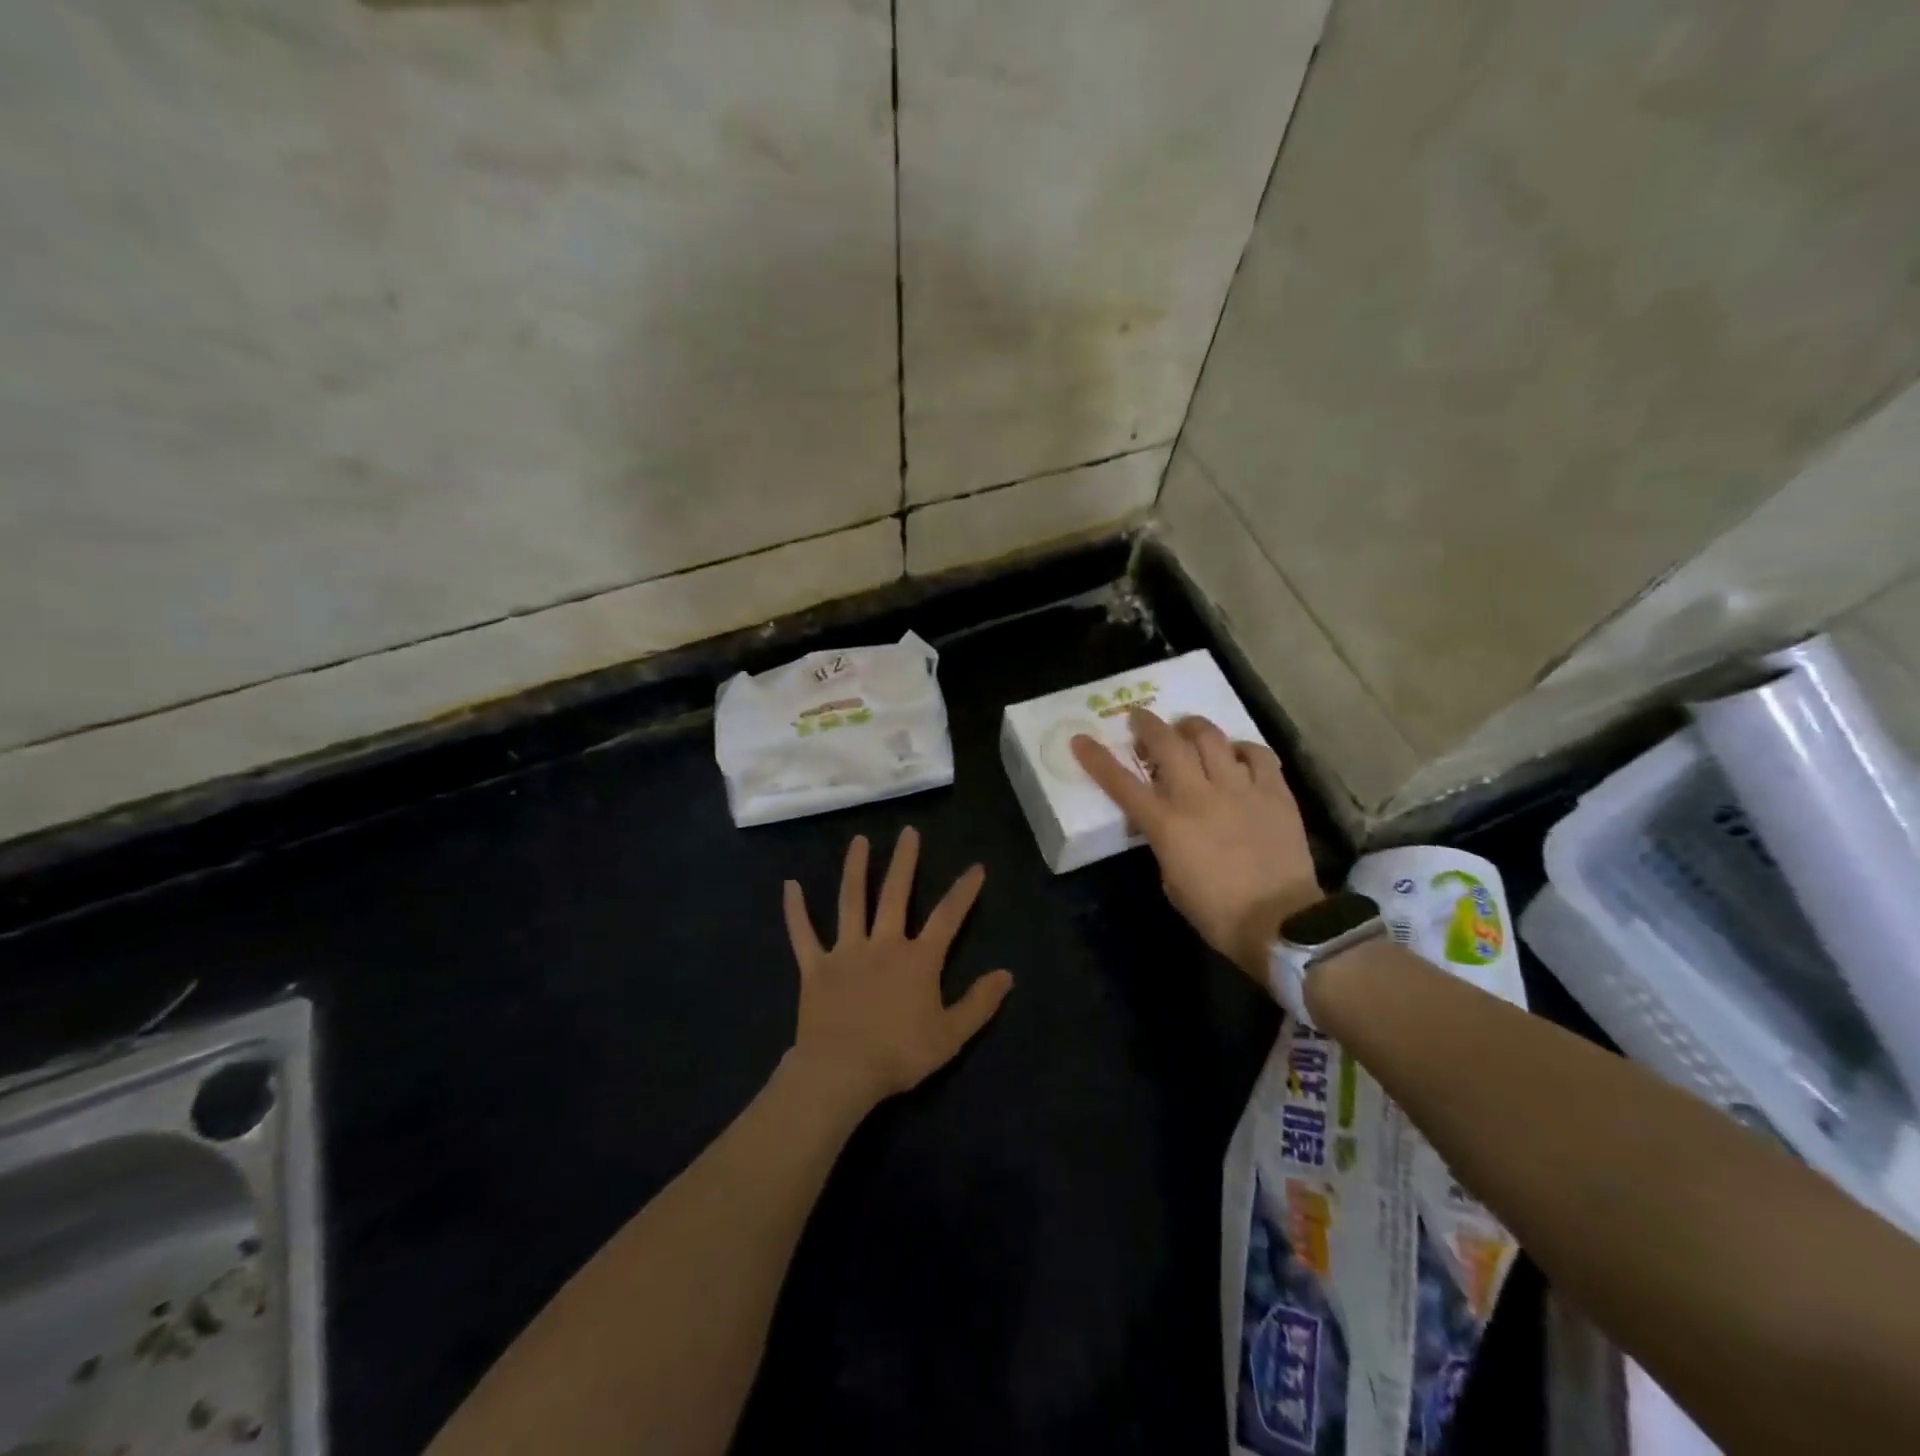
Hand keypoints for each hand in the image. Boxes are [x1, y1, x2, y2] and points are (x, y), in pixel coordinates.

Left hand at [782, 828, 1013, 1112]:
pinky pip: (803, 934)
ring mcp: (846, 952)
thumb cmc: (899, 1054)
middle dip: (904, 862)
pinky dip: (795, 910)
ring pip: (851, 902)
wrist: (842, 1072)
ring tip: (858, 841)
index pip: (948, 917)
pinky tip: (790, 885)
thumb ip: (979, 1003)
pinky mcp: (816, 967)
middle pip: (895, 894)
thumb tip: (1007, 974)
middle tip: (908, 832)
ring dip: (855, 869)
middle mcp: (883, 944)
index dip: (964, 891)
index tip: (976, 867)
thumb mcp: (951, 1035)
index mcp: (918, 959)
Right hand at [1072, 709, 1320, 985]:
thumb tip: (1165, 822)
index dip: (1097, 759)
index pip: (1121, 784)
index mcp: (1167, 824)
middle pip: (1167, 744)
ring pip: (1211, 737)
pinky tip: (1236, 753)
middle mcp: (1199, 796)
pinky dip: (1242, 748)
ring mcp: (1239, 789)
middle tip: (1139, 718)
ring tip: (1187, 728)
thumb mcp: (1171, 880)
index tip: (1081, 740)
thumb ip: (1163, 842)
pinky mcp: (1274, 792)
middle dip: (1147, 724)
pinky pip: (1257, 754)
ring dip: (1192, 727)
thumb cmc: (1216, 912)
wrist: (1280, 923)